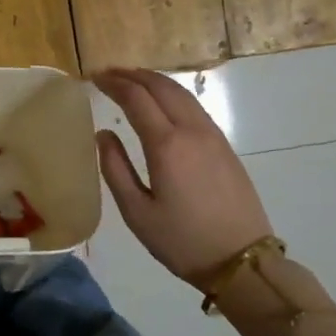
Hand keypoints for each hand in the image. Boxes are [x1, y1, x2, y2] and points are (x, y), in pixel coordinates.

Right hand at [95, 69, 274, 284]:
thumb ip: (115, 169)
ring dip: (154, 81)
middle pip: (161, 86)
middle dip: (133, 75)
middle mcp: (191, 130)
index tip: (94, 78)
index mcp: (167, 145)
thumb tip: (104, 133)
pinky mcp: (224, 145)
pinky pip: (194, 107)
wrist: (242, 260)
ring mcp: (213, 135)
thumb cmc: (183, 241)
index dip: (113, 83)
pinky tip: (162, 103)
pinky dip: (172, 94)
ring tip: (132, 81)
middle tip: (108, 74)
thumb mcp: (137, 213)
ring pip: (181, 93)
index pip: (136, 98)